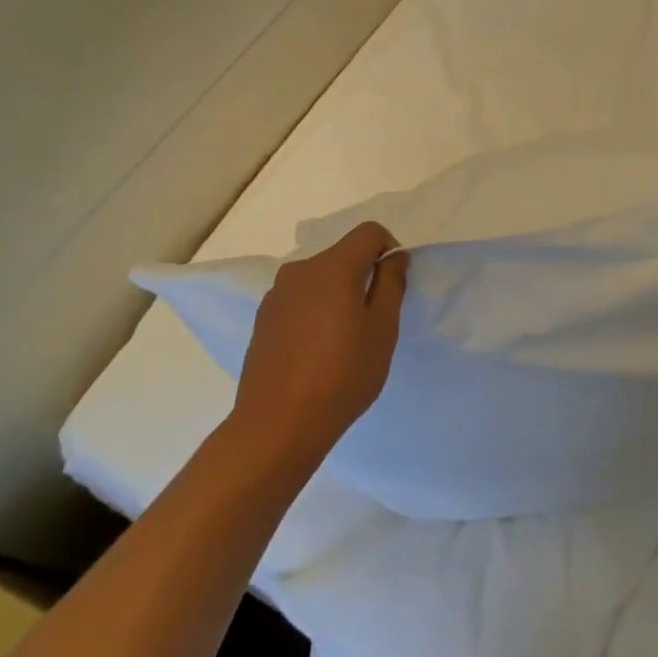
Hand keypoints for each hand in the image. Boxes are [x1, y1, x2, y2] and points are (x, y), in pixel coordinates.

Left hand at [233, 222, 409, 448]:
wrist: (277, 424)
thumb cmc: (342, 375)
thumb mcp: (382, 330)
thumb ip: (391, 284)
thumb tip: (393, 257)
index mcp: (332, 267)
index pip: (369, 232)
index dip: (389, 249)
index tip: (394, 285)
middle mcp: (300, 271)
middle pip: (342, 256)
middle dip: (363, 276)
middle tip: (374, 321)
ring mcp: (276, 295)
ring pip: (319, 280)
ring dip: (338, 296)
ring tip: (344, 342)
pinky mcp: (263, 320)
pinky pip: (300, 301)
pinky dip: (316, 313)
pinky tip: (317, 353)